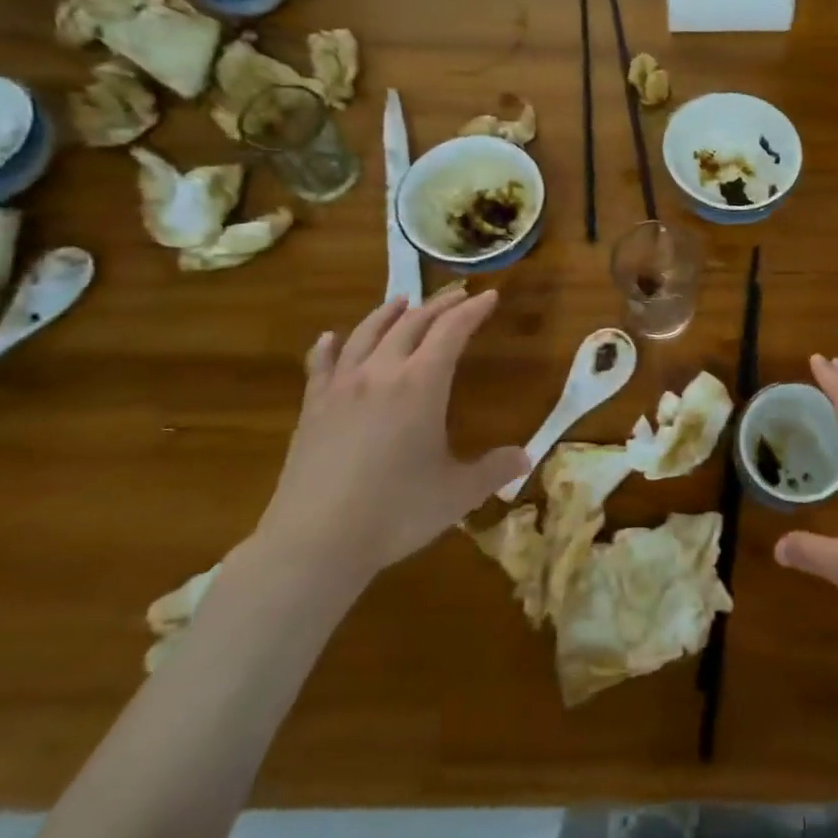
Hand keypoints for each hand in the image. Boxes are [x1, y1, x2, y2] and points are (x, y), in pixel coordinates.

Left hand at [250, 288, 527, 587]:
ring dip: (388, 313)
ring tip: (402, 301)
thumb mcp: (457, 493)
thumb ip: (493, 470)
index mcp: (421, 384)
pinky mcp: (312, 408)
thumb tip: (525, 457)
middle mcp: (381, 373)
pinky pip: (321, 364)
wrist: (315, 542)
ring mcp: (341, 387)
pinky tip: (330, 338)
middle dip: (438, 306)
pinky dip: (330, 345)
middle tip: (457, 297)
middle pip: (412, 323)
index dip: (473, 311)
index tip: (489, 295)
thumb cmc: (395, 513)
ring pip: (366, 334)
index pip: (452, 331)